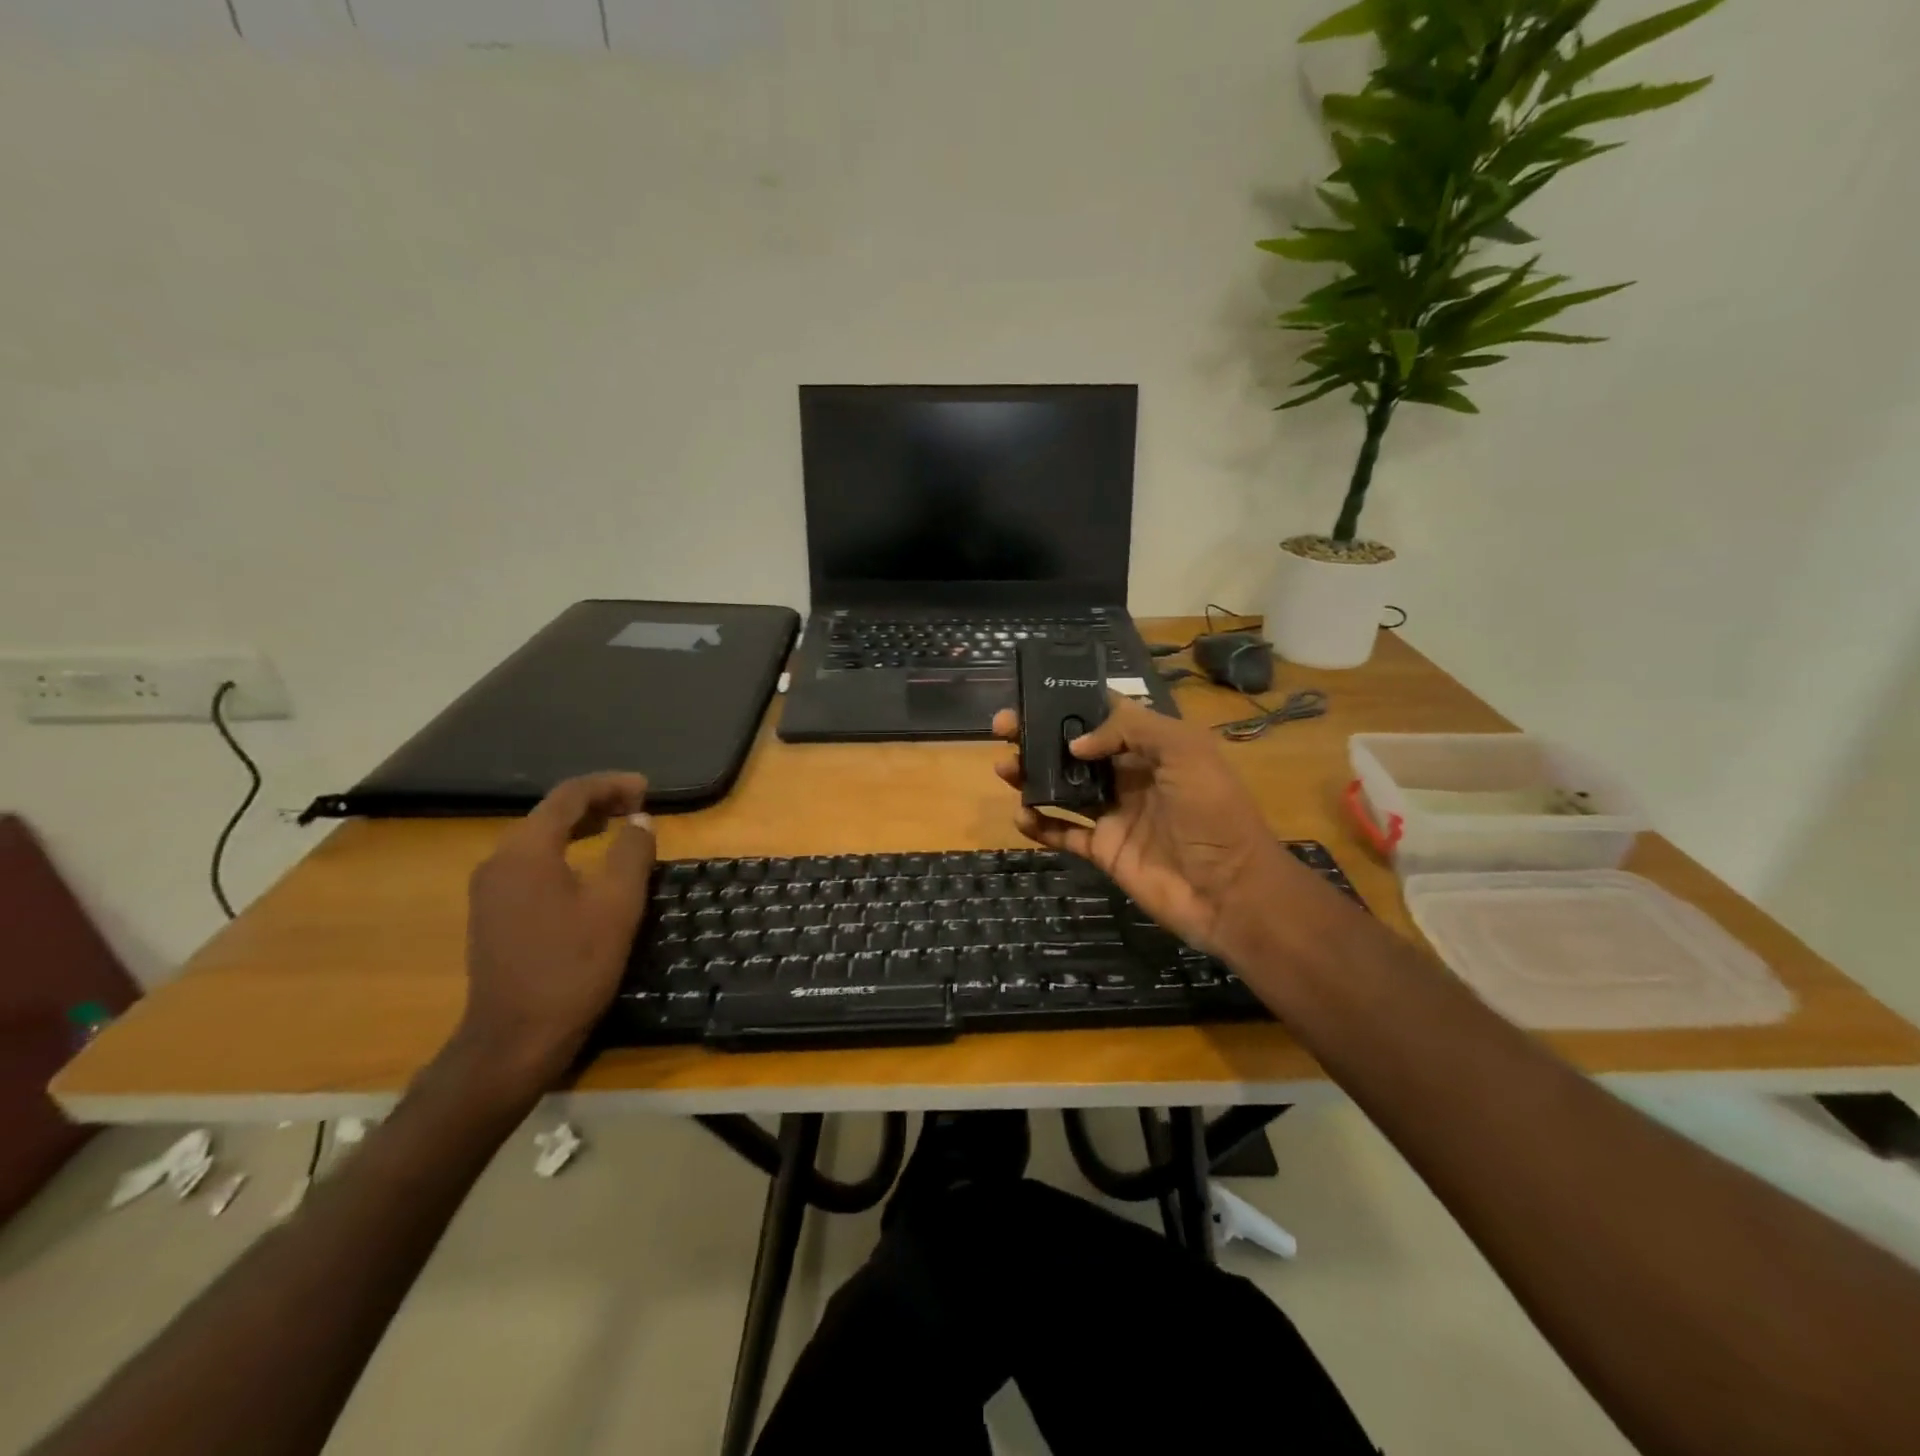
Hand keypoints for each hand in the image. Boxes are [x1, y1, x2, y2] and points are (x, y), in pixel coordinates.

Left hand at [453, 773, 655, 1093]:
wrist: (514, 1039)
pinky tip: (587, 866)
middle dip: (597, 802)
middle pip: (550, 813)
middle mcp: (499, 861)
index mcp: (526, 851)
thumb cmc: (573, 967)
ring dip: (581, 826)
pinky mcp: (493, 913)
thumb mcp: (617, 905)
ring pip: (539, 838)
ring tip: (619, 826)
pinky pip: (531, 863)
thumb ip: (631, 853)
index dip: (610, 785)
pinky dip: (564, 851)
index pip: (569, 796)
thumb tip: (640, 821)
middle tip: (639, 805)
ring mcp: (490, 889)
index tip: (646, 788)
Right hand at [992, 698, 1287, 957]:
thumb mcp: (1184, 750)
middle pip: (1075, 749)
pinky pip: (1063, 833)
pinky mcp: (1104, 850)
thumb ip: (1130, 730)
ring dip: (1031, 776)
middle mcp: (1130, 775)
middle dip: (1038, 736)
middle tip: (1002, 729)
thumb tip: (1076, 744)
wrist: (1230, 891)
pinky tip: (1021, 815)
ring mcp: (1114, 814)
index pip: (1106, 715)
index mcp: (1153, 747)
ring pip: (1063, 788)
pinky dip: (1039, 824)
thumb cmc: (1212, 812)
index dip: (1070, 703)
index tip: (1034, 695)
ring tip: (1004, 768)